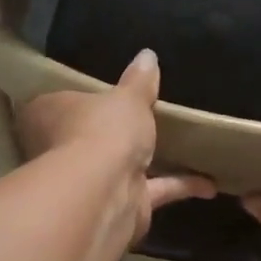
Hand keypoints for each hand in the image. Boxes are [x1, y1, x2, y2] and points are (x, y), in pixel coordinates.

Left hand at [17, 49, 214, 245]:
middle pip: (87, 138)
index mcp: (50, 115)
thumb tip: (147, 55)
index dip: (77, 99)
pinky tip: (210, 184)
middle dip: (111, 135)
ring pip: (121, 167)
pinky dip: (180, 186)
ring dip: (149, 163)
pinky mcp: (122, 205)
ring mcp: (92, 182)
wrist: (105, 193)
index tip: (100, 93)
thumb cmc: (102, 131)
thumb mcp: (128, 98)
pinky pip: (154, 191)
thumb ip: (139, 81)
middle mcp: (63, 150)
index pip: (57, 103)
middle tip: (140, 119)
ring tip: (181, 148)